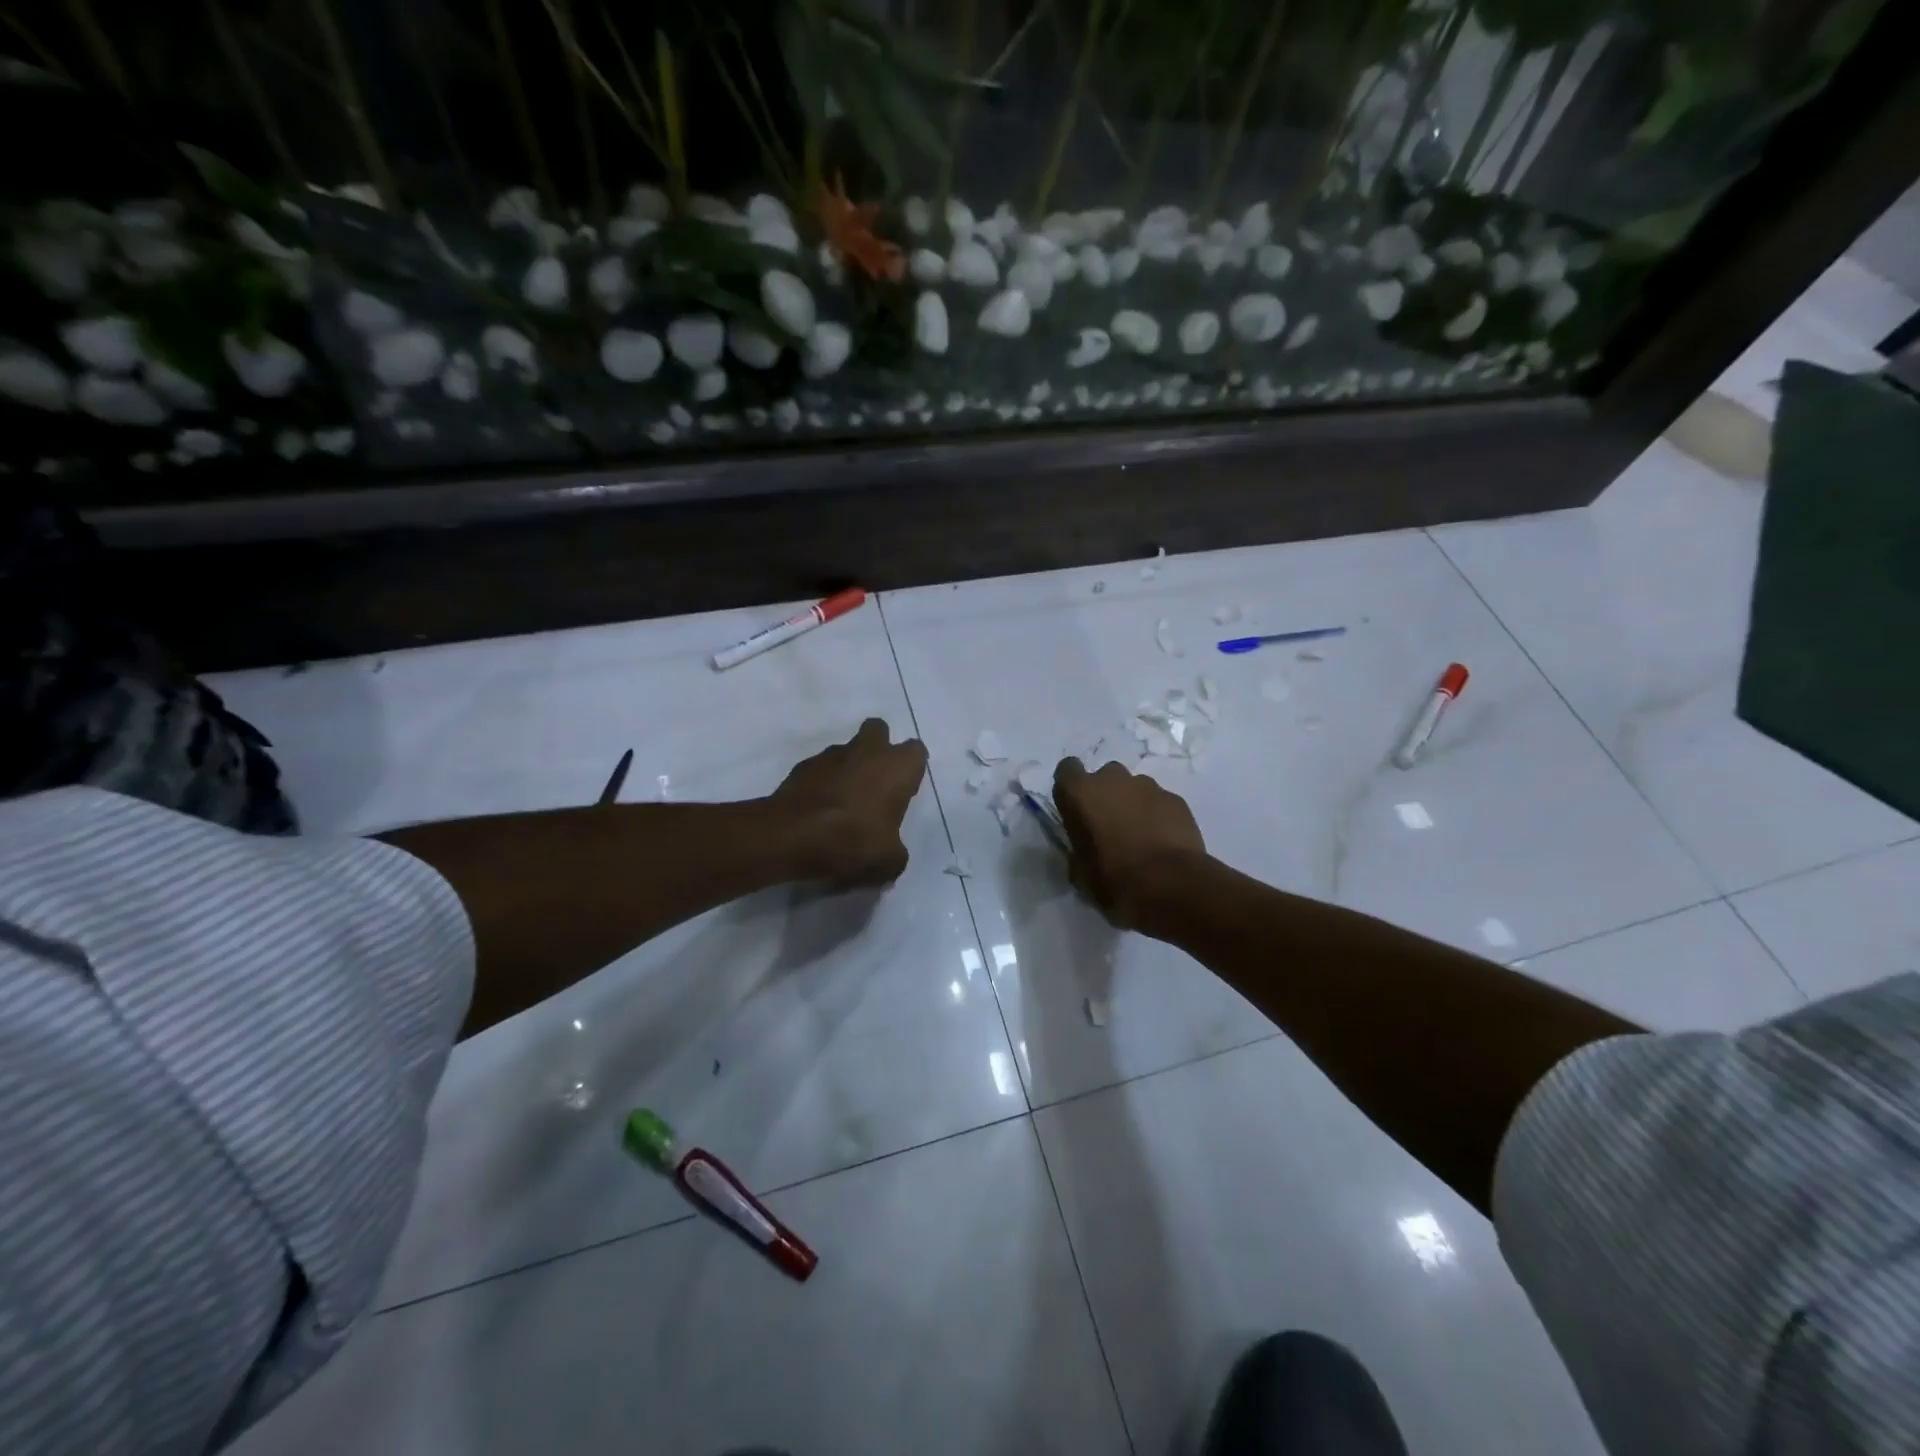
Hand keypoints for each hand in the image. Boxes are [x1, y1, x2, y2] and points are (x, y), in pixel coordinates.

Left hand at [769, 719, 928, 886]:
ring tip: (843, 803)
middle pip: (879, 731)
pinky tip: (819, 809)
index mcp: (896, 767)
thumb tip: (892, 855)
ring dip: (850, 767)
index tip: (904, 792)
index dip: (911, 770)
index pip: (916, 752)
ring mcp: (831, 755)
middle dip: (879, 749)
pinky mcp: (803, 766)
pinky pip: (821, 769)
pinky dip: (823, 782)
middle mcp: (867, 751)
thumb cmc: (851, 841)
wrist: (789, 836)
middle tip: (876, 783)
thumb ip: (896, 854)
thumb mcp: (887, 862)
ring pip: (848, 750)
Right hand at [1053, 758, 1205, 928]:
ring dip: (1134, 805)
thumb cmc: (1115, 879)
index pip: (1067, 769)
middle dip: (1106, 795)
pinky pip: (1160, 802)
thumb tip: (1084, 848)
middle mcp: (1112, 779)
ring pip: (1135, 788)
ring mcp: (1148, 786)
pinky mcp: (1175, 799)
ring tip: (1140, 836)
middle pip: (1105, 776)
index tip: (1076, 808)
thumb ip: (1079, 848)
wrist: (1170, 885)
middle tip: (1110, 825)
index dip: (1072, 787)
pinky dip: (1158, 815)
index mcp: (1081, 793)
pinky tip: (1163, 841)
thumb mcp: (1081, 871)